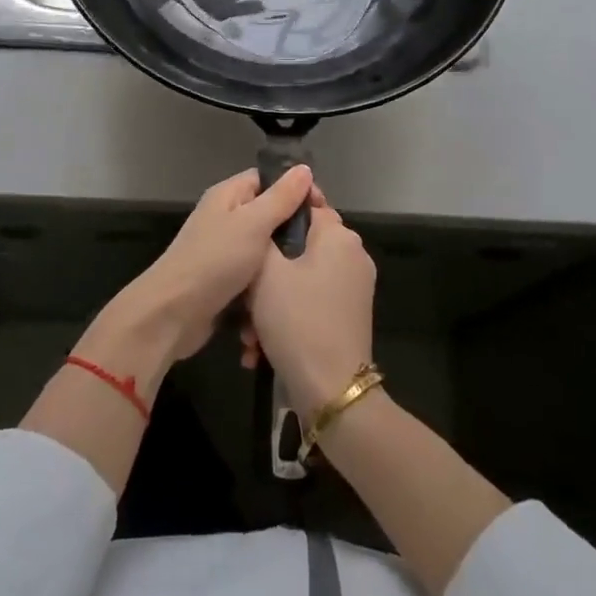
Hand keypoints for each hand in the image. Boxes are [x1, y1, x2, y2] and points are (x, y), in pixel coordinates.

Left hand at [110, 165, 312, 363]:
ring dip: (282, 261)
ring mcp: (224, 251)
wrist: (172, 314)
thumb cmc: (214, 261)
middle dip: (293, 228)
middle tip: (320, 244)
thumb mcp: (253, 224)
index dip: (296, 189)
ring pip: (264, 248)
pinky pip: (255, 275)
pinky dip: (268, 284)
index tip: (323, 209)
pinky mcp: (225, 281)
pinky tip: (287, 293)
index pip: (268, 180)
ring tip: (309, 270)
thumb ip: (280, 198)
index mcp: (228, 196)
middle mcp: (225, 218)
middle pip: (268, 214)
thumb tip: (304, 169)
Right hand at [243, 198, 376, 419]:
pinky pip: (310, 303)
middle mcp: (352, 256)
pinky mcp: (348, 317)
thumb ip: (266, 233)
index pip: (306, 204)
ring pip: (300, 279)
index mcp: (339, 236)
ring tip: (247, 334)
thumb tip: (272, 212)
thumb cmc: (297, 319)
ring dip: (270, 303)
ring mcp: (353, 289)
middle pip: (299, 247)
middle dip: (266, 272)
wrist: (331, 391)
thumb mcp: (266, 270)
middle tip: (242, 296)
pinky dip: (286, 318)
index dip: (275, 211)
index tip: (249, 227)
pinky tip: (260, 349)